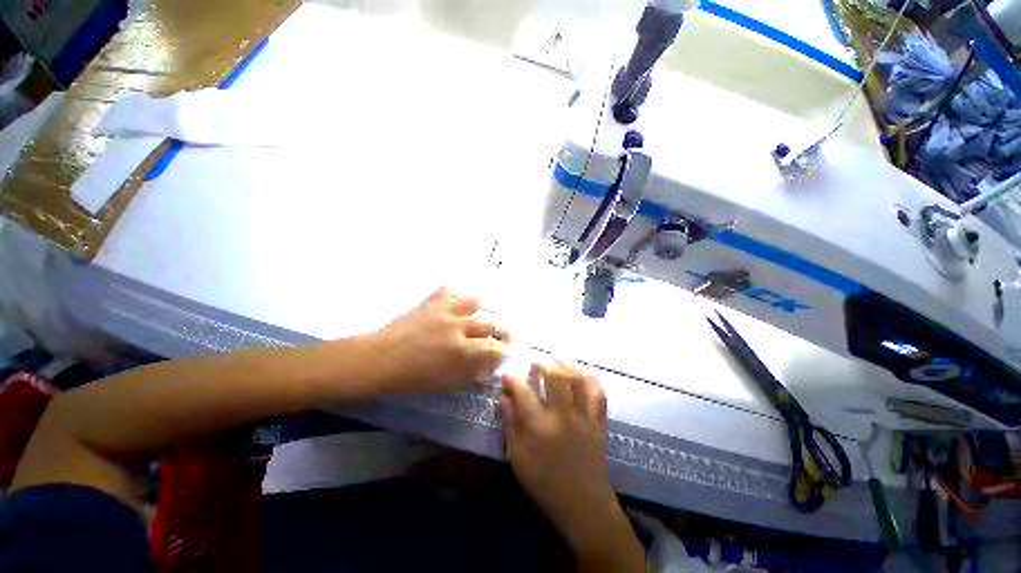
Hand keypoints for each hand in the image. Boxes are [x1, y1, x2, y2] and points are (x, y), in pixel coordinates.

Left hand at [366, 286, 509, 393]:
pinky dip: (456, 294)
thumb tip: (488, 372)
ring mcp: (445, 311)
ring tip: (485, 312)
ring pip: (474, 300)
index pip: (494, 348)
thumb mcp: (444, 384)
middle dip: (503, 330)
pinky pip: (448, 290)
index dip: (504, 351)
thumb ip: (470, 376)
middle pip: (490, 323)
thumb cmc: (411, 378)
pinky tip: (458, 301)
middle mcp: (459, 327)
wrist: (379, 359)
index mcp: (462, 351)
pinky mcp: (431, 302)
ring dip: (484, 307)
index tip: (506, 352)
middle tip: (505, 334)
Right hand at [500, 361, 643, 570]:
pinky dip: (591, 380)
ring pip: (577, 379)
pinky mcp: (598, 421)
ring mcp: (583, 416)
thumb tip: (502, 398)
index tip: (508, 374)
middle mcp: (562, 414)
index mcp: (539, 425)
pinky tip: (582, 374)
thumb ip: (509, 425)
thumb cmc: (545, 485)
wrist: (584, 506)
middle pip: (554, 376)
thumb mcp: (518, 459)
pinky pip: (598, 394)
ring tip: (556, 360)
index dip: (513, 378)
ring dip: (566, 364)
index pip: (522, 390)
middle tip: (534, 363)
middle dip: (542, 363)